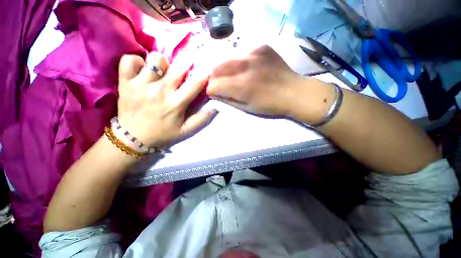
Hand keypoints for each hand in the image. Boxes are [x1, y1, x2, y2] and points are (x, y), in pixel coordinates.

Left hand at [117, 52, 216, 147]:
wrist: (133, 138)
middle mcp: (160, 90)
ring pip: (156, 59)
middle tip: (187, 65)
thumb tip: (215, 107)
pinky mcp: (125, 82)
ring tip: (162, 71)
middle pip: (178, 66)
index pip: (195, 83)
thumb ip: (201, 119)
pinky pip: (129, 60)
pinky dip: (136, 61)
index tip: (206, 70)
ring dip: (162, 63)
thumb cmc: (163, 133)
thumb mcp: (186, 131)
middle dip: (188, 62)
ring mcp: (141, 84)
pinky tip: (141, 70)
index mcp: (176, 103)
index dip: (203, 74)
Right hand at [206, 45, 303, 116]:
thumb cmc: (269, 105)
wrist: (293, 92)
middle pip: (216, 68)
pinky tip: (248, 68)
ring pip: (227, 59)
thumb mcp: (247, 108)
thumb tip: (214, 93)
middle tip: (220, 84)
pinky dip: (239, 62)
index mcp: (241, 86)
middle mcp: (245, 66)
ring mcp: (254, 53)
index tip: (215, 93)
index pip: (214, 85)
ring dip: (225, 69)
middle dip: (214, 78)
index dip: (212, 90)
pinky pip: (241, 53)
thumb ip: (228, 99)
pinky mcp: (261, 47)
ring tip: (232, 76)